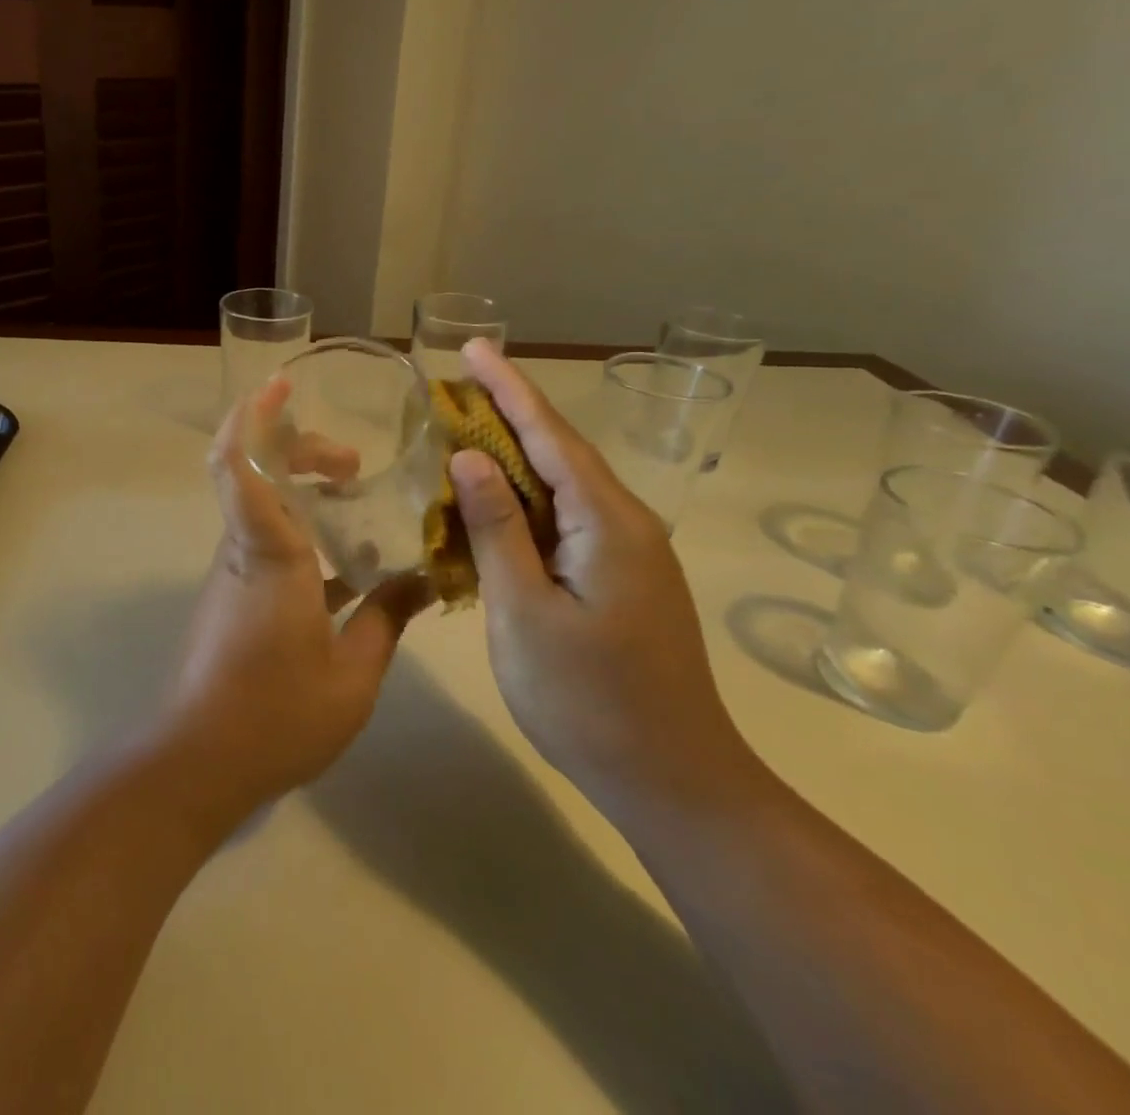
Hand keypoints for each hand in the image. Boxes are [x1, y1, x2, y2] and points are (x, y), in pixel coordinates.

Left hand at [157, 380, 431, 814]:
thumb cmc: (276, 713)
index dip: (252, 416)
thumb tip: (423, 579)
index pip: (239, 464)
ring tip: (357, 501)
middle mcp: (243, 550)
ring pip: (260, 507)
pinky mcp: (233, 597)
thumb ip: (388, 618)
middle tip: (353, 465)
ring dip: (302, 490)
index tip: (280, 384)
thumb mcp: (353, 674)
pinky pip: (266, 543)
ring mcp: (234, 574)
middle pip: (254, 472)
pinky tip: (347, 564)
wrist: (198, 762)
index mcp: (269, 553)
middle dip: (299, 449)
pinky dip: (301, 532)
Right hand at [449, 339, 753, 805]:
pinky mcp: (621, 579)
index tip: (475, 348)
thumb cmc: (588, 698)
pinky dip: (525, 501)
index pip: (549, 436)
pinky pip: (565, 521)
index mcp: (606, 522)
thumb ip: (496, 528)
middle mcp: (625, 524)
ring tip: (464, 431)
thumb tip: (469, 457)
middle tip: (456, 385)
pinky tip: (493, 503)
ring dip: (513, 458)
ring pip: (562, 488)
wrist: (672, 781)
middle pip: (559, 452)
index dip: (508, 388)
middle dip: (507, 414)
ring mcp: (628, 553)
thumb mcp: (524, 611)